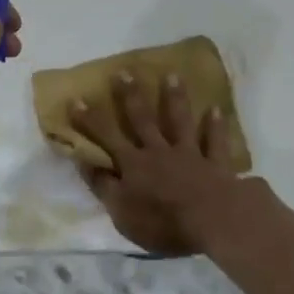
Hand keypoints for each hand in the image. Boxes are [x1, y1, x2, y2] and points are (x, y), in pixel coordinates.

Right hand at [70, 73, 248, 257]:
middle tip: (124, 72)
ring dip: (175, 98)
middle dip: (131, 96)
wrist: (211, 221)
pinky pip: (215, 141)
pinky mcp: (215, 163)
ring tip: (172, 75)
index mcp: (134, 164)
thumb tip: (84, 161)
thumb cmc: (162, 222)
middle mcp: (159, 151)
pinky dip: (216, 126)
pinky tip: (216, 109)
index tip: (77, 99)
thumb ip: (103, 186)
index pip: (107, 138)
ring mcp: (189, 154)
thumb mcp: (122, 213)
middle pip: (143, 120)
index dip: (90, 120)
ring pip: (180, 121)